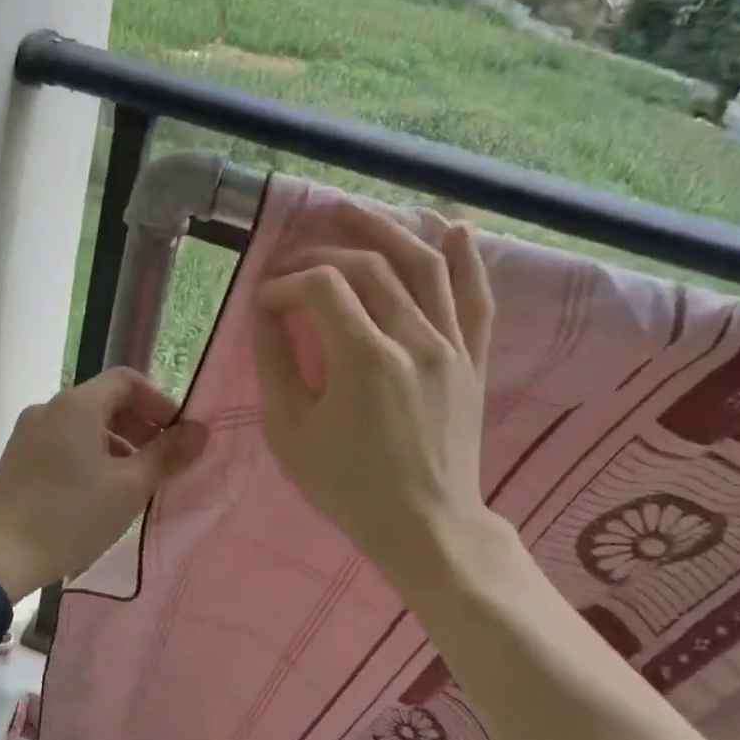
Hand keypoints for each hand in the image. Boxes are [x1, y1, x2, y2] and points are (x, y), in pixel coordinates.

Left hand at [0, 369, 208, 602]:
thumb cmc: (70, 516)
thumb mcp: (129, 487)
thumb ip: (168, 454)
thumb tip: (200, 429)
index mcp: (76, 405)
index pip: (126, 380)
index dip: (159, 402)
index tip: (178, 436)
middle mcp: (48, 409)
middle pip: (105, 402)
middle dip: (140, 426)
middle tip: (163, 462)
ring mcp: (28, 433)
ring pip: (84, 426)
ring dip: (117, 444)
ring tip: (135, 483)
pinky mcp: (17, 459)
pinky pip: (64, 444)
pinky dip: (91, 456)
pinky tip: (100, 493)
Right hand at [252, 203, 501, 589]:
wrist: (425, 527)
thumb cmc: (347, 488)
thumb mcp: (289, 433)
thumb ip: (274, 364)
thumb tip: (267, 313)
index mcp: (364, 360)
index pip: (320, 288)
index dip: (284, 284)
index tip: (263, 304)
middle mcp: (414, 340)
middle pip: (369, 267)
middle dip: (321, 254)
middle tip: (290, 263)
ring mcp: (452, 348)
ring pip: (425, 267)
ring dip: (386, 230)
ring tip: (352, 211)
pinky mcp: (473, 361)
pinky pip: (476, 300)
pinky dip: (467, 260)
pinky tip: (456, 229)